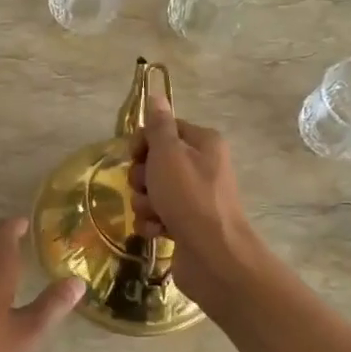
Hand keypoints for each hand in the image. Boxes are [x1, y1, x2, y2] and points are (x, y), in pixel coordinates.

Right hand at [129, 84, 255, 295]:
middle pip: (155, 161)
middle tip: (149, 188)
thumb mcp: (169, 154)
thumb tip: (156, 95)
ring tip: (156, 214)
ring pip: (152, 191)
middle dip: (143, 177)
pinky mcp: (186, 225)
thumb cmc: (190, 198)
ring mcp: (194, 198)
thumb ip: (159, 126)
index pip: (164, 129)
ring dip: (146, 203)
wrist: (214, 256)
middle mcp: (201, 167)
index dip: (145, 142)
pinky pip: (157, 216)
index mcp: (203, 143)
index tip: (136, 155)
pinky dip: (153, 223)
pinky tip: (159, 232)